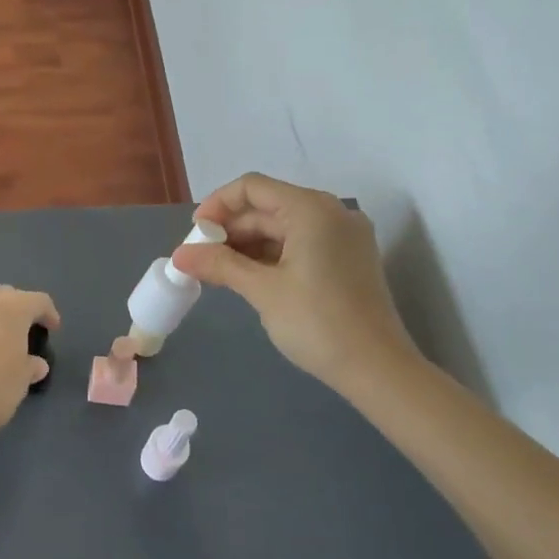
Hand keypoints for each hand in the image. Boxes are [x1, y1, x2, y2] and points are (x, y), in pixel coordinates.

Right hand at [171, 173, 421, 394]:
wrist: (379, 371)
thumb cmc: (318, 323)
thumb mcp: (262, 291)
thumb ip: (219, 265)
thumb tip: (179, 256)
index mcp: (311, 209)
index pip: (252, 187)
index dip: (218, 205)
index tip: (195, 234)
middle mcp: (331, 212)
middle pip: (268, 206)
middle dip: (231, 228)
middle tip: (201, 257)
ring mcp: (344, 236)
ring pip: (283, 226)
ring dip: (249, 244)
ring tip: (219, 271)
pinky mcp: (349, 258)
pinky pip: (301, 242)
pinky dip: (272, 255)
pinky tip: (249, 277)